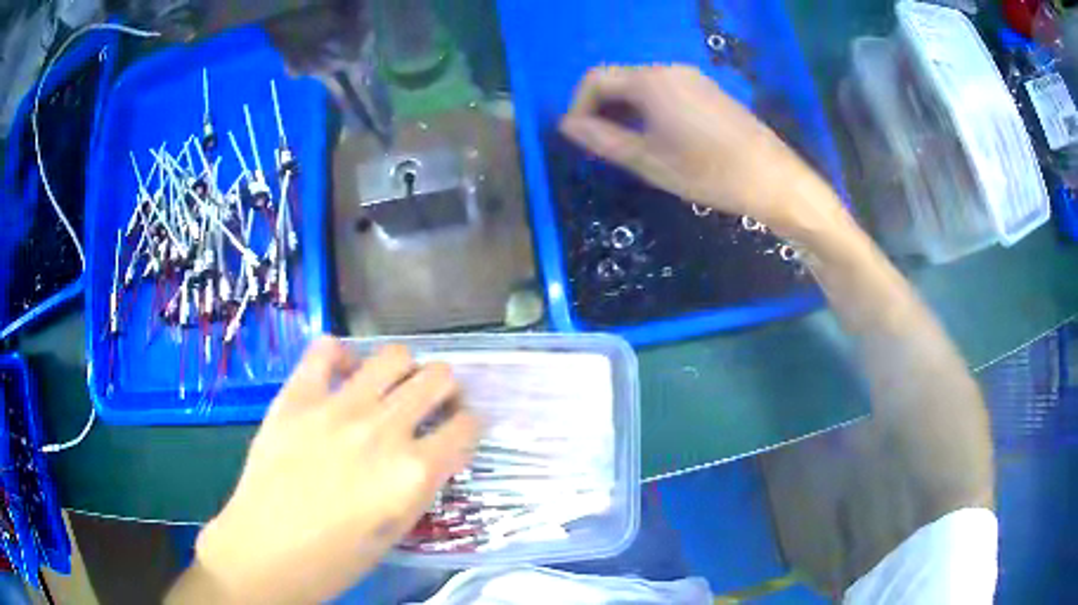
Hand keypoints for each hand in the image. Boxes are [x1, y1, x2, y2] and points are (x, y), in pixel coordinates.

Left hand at [182, 338, 479, 604]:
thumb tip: (431, 451)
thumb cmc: (336, 558)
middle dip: (444, 389)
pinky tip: (342, 375)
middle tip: (431, 403)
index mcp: (412, 473)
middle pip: (438, 378)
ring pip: (394, 355)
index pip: (466, 426)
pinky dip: (342, 355)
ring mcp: (337, 407)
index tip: (458, 430)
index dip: (468, 426)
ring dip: (404, 369)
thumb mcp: (397, 531)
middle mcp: (383, 431)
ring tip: (391, 386)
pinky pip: (326, 349)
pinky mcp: (297, 396)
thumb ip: (420, 484)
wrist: (265, 551)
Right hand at [560, 65, 843, 236]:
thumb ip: (603, 140)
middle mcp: (670, 70)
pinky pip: (665, 92)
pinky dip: (649, 110)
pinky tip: (660, 139)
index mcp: (651, 81)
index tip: (579, 139)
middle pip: (619, 80)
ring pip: (642, 87)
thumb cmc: (709, 173)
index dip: (578, 107)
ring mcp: (693, 78)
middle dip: (601, 109)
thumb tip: (568, 126)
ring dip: (625, 111)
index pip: (595, 79)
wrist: (774, 180)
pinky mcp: (708, 91)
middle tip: (602, 148)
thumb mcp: (649, 161)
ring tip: (629, 148)